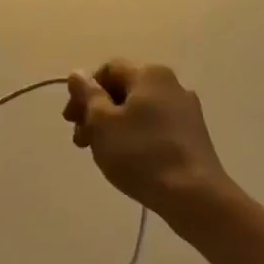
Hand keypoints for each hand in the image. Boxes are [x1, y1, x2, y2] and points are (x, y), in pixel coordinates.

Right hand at [63, 61, 235, 219]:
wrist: (193, 194)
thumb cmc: (140, 153)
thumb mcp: (102, 122)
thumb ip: (87, 95)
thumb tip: (77, 73)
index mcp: (149, 74)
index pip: (108, 70)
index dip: (83, 91)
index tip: (71, 120)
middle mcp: (172, 84)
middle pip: (124, 89)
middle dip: (96, 112)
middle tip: (82, 141)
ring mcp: (186, 110)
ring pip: (139, 110)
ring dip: (113, 126)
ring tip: (102, 154)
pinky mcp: (192, 134)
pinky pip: (155, 126)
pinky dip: (135, 136)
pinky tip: (129, 160)